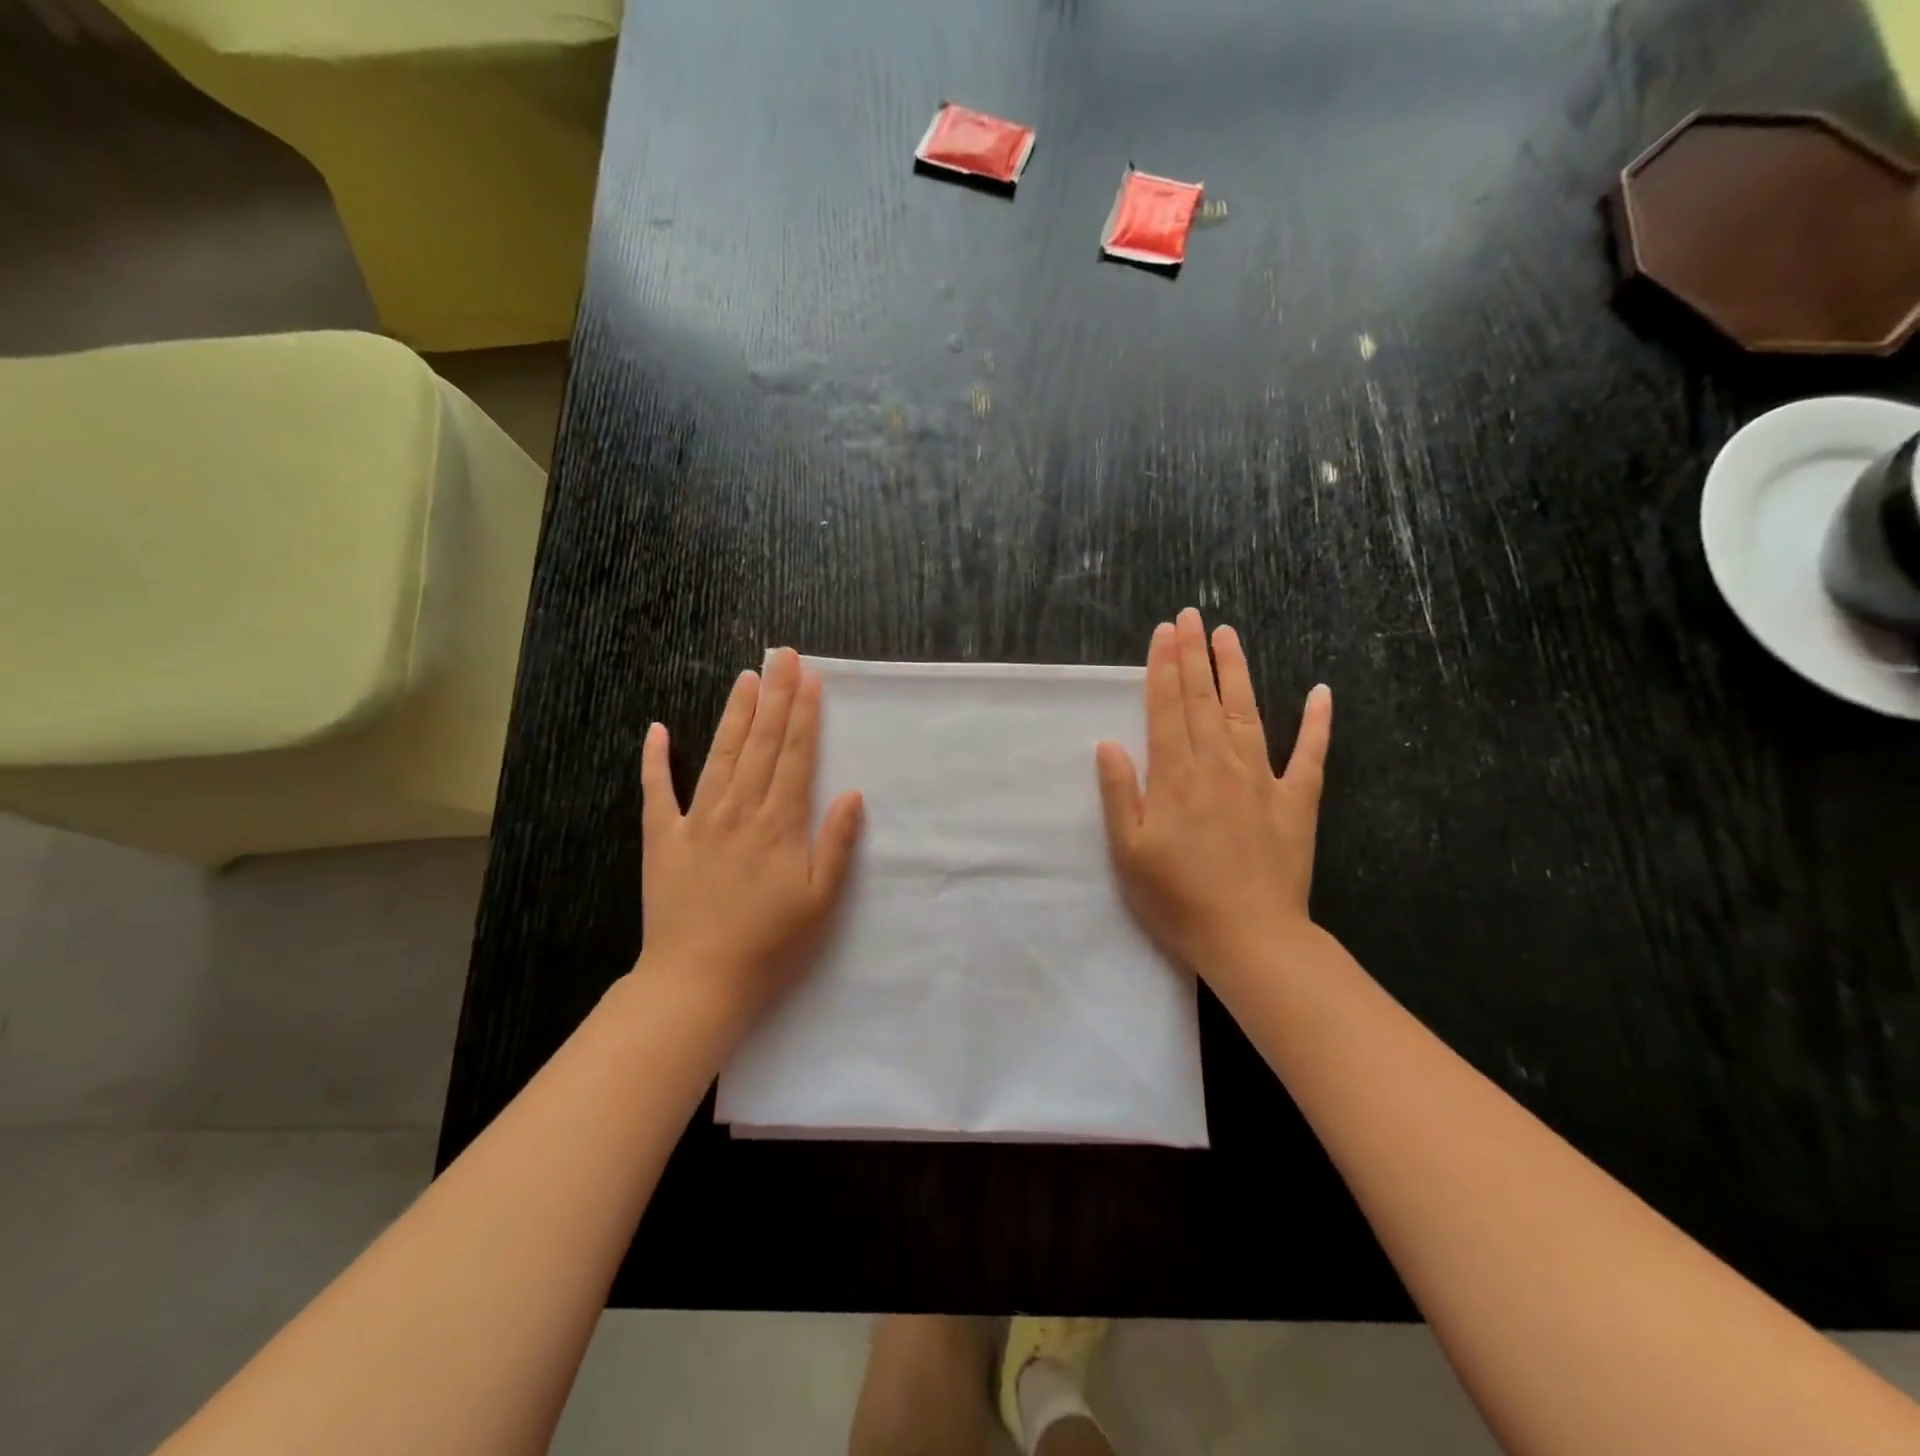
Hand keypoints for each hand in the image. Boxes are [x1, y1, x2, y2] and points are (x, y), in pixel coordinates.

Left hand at [634, 648, 864, 1030]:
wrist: (697, 981)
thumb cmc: (769, 945)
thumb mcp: (820, 902)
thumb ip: (836, 845)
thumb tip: (852, 793)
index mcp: (779, 824)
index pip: (796, 755)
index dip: (804, 714)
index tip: (810, 677)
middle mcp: (739, 810)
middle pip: (761, 743)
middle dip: (775, 696)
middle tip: (782, 655)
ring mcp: (696, 821)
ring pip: (720, 755)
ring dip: (734, 714)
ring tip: (746, 677)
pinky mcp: (662, 839)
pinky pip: (656, 792)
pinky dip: (655, 760)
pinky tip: (657, 729)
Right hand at [1096, 608, 1332, 994]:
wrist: (1250, 938)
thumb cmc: (1178, 899)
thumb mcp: (1128, 852)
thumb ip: (1118, 793)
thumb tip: (1108, 743)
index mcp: (1175, 776)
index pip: (1167, 708)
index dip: (1163, 667)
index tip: (1164, 632)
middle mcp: (1218, 764)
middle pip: (1203, 698)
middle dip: (1194, 654)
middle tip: (1190, 615)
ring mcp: (1263, 779)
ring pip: (1247, 711)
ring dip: (1237, 670)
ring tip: (1228, 634)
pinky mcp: (1297, 801)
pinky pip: (1310, 754)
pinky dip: (1317, 723)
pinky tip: (1321, 692)